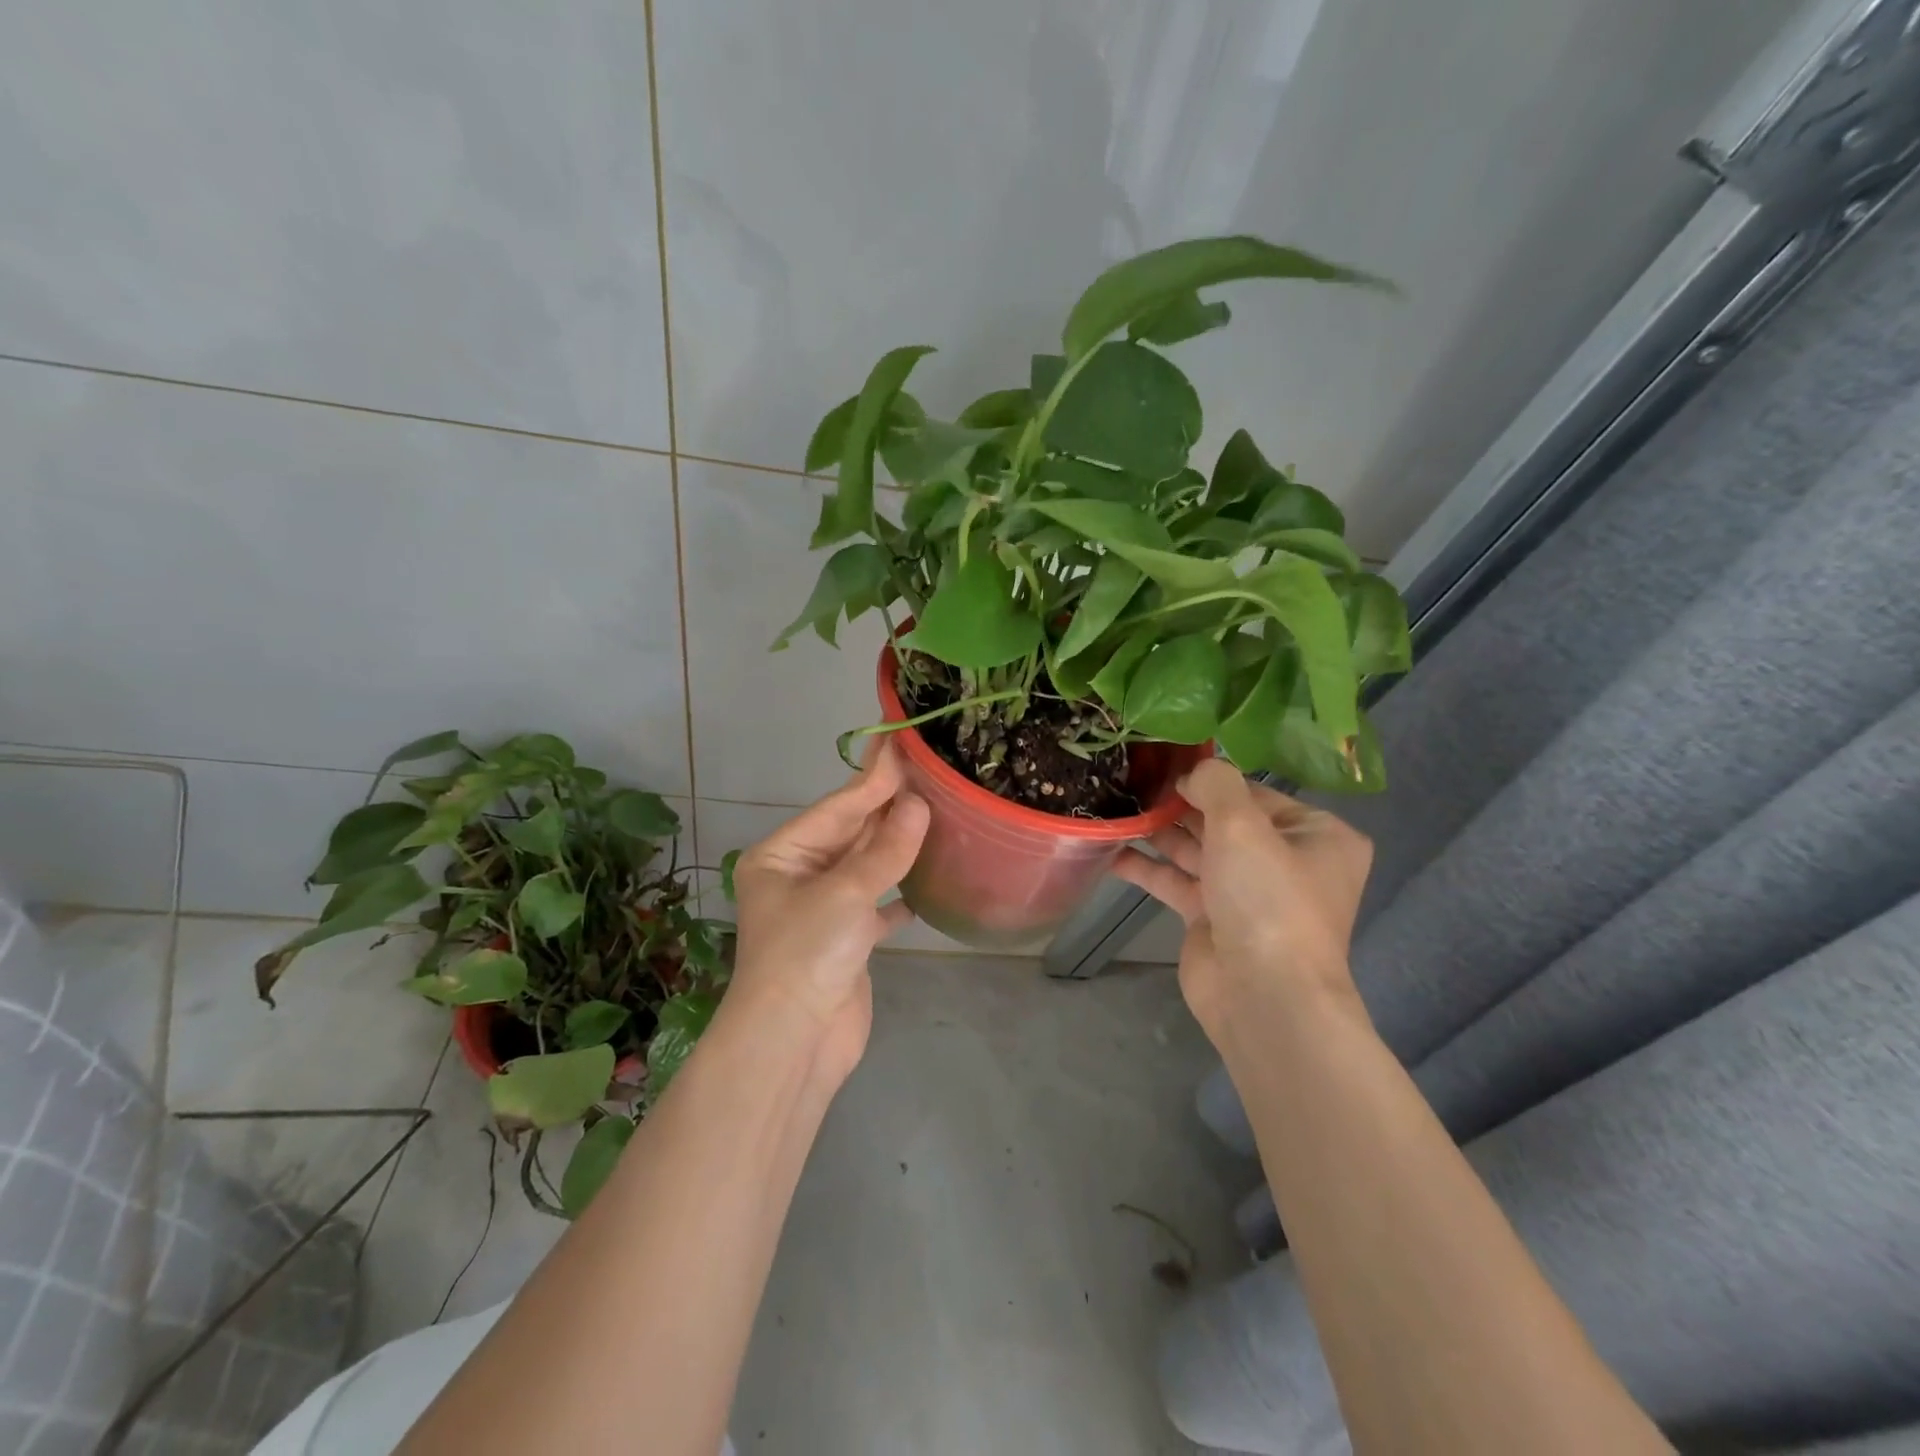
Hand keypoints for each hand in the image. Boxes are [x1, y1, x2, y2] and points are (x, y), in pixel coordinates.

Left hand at [725, 740, 929, 1082]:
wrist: (793, 1045)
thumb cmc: (807, 954)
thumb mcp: (846, 891)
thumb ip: (886, 847)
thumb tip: (918, 804)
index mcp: (782, 856)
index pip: (837, 808)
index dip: (873, 777)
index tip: (901, 742)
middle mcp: (799, 876)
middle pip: (851, 833)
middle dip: (887, 806)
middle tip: (926, 771)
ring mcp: (822, 910)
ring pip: (866, 866)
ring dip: (897, 846)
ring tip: (934, 814)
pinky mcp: (845, 942)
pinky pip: (876, 905)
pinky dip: (898, 894)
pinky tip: (924, 885)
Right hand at [1112, 759, 1372, 1037]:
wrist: (1262, 995)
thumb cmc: (1266, 897)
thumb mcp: (1243, 824)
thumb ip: (1216, 783)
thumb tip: (1193, 771)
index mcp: (1316, 836)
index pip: (1255, 793)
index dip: (1210, 778)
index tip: (1164, 765)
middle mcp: (1286, 862)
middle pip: (1224, 821)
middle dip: (1180, 805)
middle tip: (1132, 783)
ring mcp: (1248, 893)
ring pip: (1197, 850)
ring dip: (1159, 832)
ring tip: (1117, 808)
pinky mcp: (1214, 919)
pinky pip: (1178, 882)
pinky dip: (1148, 868)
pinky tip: (1111, 852)